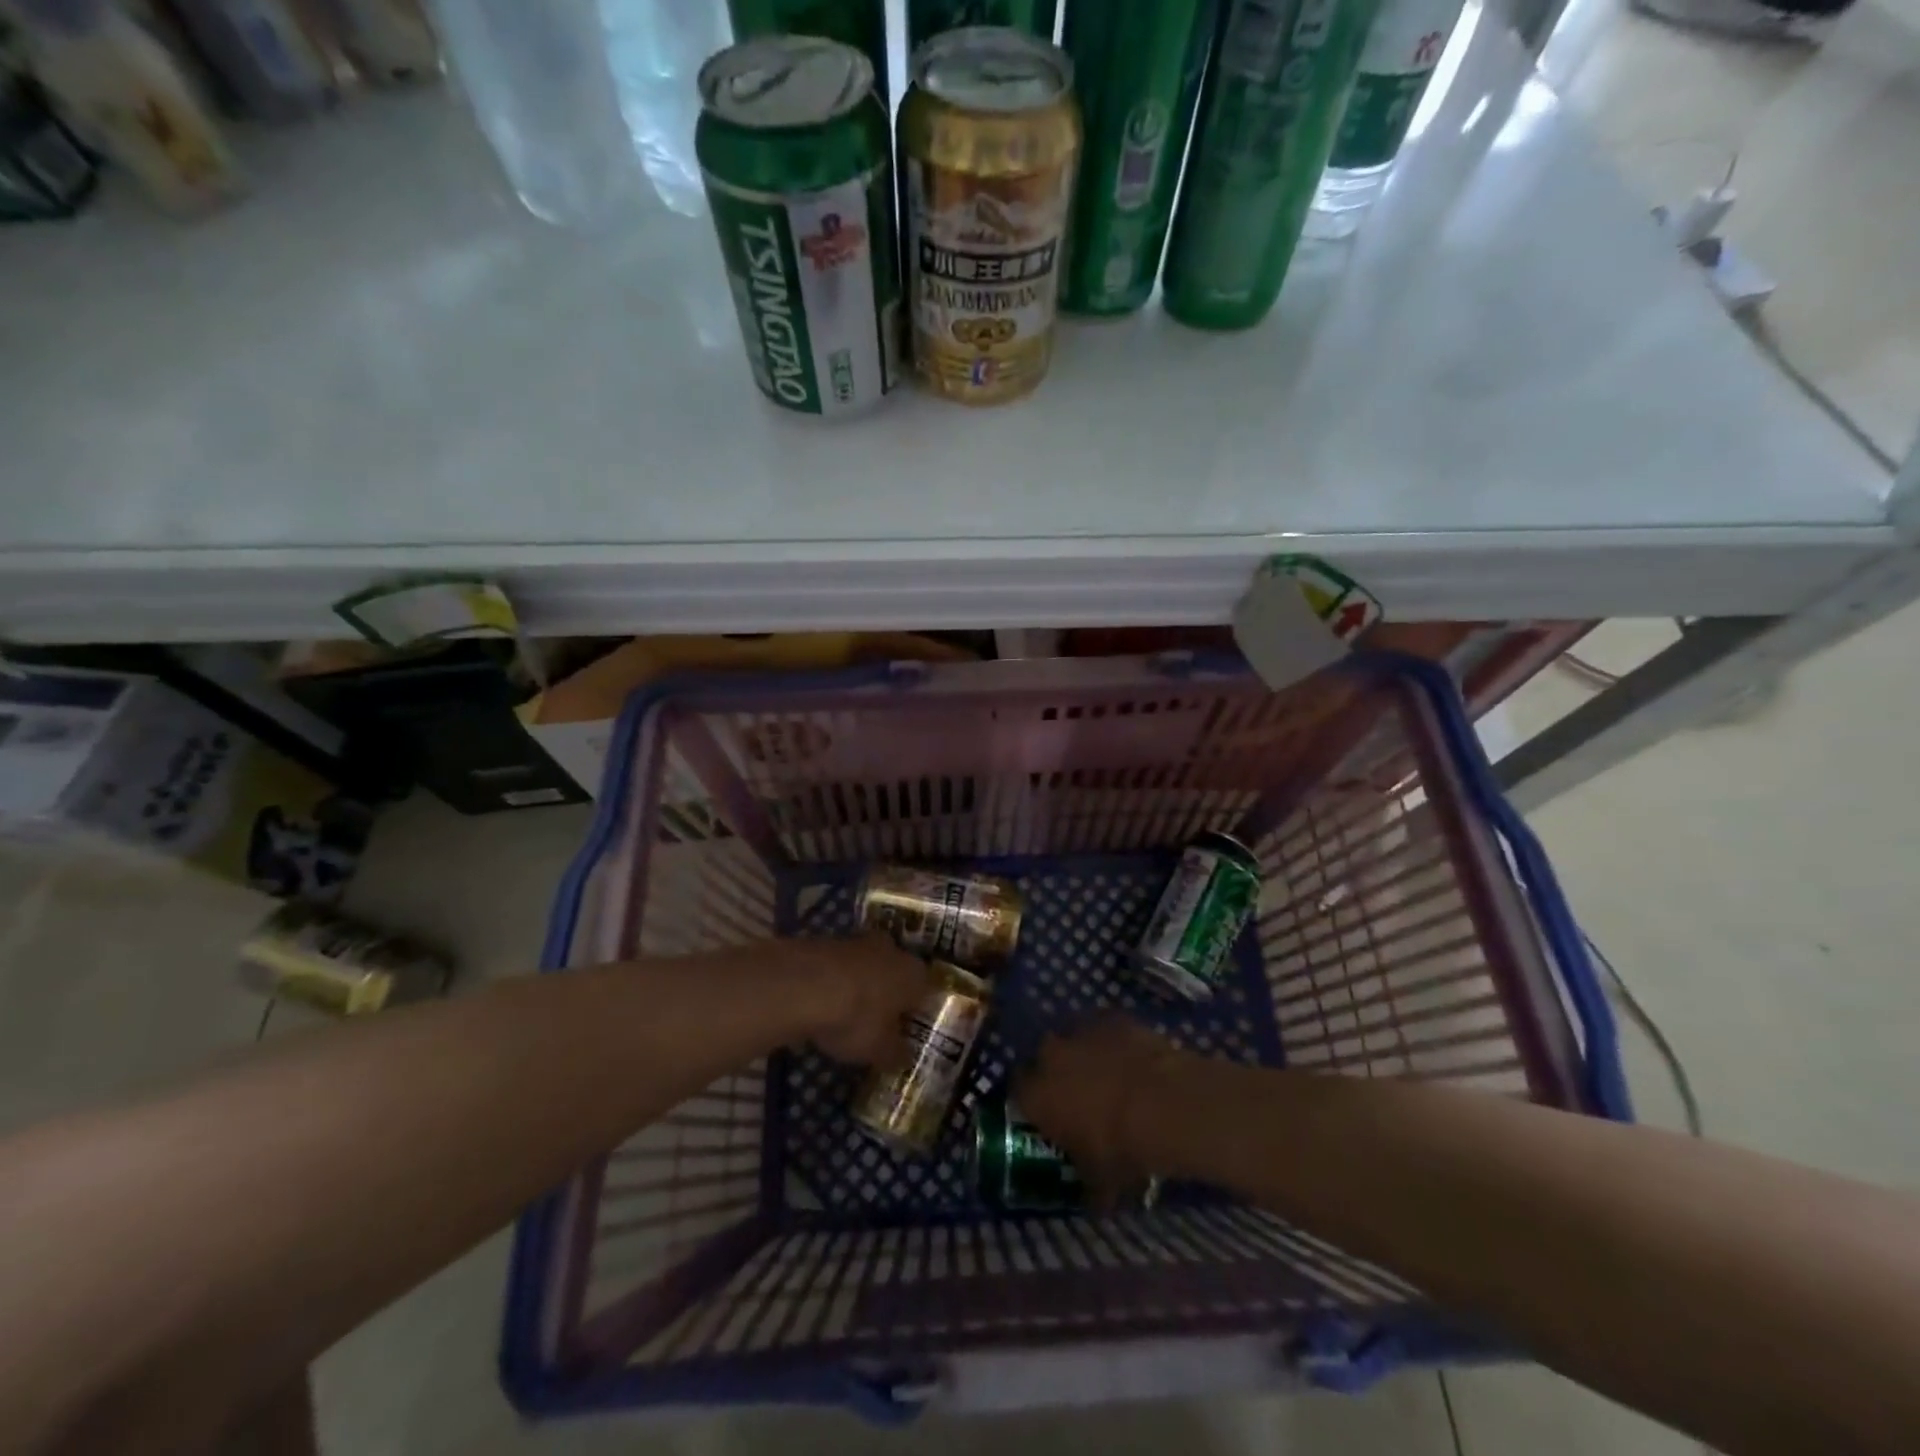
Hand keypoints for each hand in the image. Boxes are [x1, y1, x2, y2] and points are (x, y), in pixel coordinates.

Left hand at [791, 934, 939, 1065]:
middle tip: (877, 1021)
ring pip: (866, 967)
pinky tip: (821, 1004)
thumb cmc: (857, 1019)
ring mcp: (858, 942)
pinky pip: (838, 967)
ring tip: (846, 1015)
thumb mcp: (880, 1050)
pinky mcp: (827, 942)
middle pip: (895, 973)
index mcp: (915, 974)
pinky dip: (834, 983)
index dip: (916, 1011)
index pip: (925, 991)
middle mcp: (892, 951)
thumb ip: (896, 1054)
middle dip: (887, 993)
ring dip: (859, 986)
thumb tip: (904, 1057)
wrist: (804, 985)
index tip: (905, 1030)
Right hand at [1016, 1016, 1188, 1200]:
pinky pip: (1103, 1027)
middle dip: (1056, 1072)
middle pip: (1043, 1058)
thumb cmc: (1121, 1148)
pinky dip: (1111, 1040)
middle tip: (1077, 1094)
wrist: (1162, 1103)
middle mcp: (1049, 1055)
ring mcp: (1080, 1030)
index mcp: (1036, 1094)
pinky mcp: (1110, 1016)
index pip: (1017, 1091)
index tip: (1045, 1113)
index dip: (1030, 1101)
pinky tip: (1130, 1058)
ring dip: (1083, 1054)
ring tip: (1107, 1075)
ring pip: (1072, 1038)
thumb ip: (1089, 1187)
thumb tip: (1094, 1202)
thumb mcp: (1102, 1181)